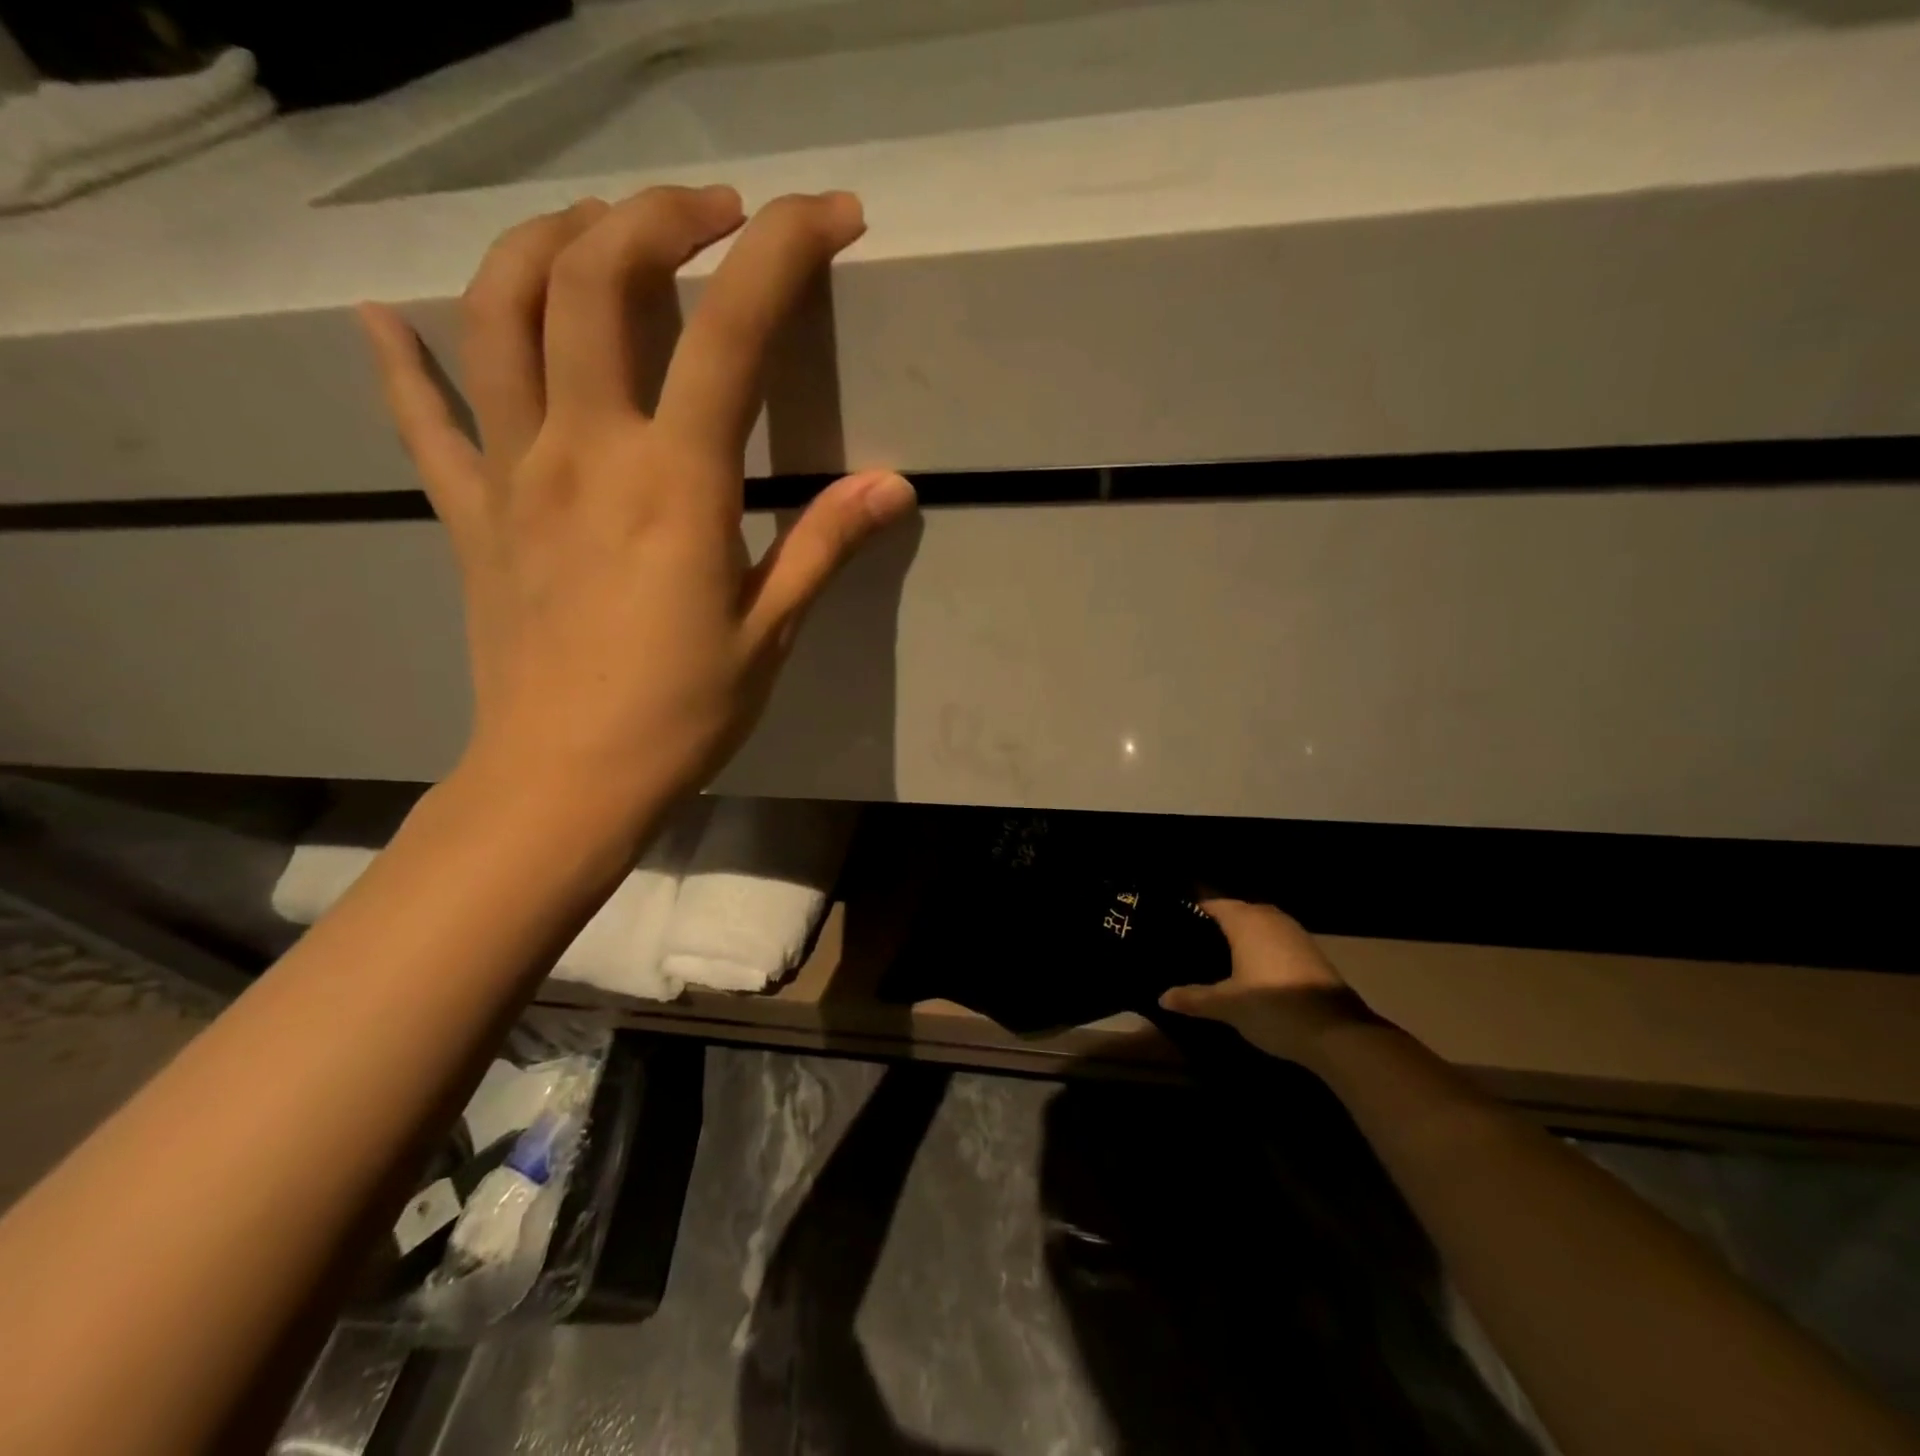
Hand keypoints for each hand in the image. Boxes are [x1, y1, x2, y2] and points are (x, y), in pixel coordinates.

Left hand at [358, 185, 915, 834]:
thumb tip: (892, 485)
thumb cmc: (681, 715)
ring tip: (597, 232)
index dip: (786, 250)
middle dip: (661, 213)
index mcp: (674, 481)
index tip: (831, 216)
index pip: (732, 327)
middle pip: (594, 275)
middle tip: (718, 214)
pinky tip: (385, 321)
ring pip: (499, 311)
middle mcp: (584, 449)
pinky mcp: (470, 514)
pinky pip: (424, 421)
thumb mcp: (769, 633)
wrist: (564, 782)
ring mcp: (513, 474)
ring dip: (546, 242)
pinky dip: (402, 361)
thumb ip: (823, 545)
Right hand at [1160, 897, 1375, 1063]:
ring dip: (1244, 937)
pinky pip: (1277, 942)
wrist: (1338, 1034)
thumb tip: (1161, 997)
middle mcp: (1270, 919)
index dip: (1195, 912)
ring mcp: (1296, 934)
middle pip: (1238, 912)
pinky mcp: (1312, 954)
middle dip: (1218, 925)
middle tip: (1195, 943)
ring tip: (1221, 958)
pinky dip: (1263, 950)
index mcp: (1246, 921)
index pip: (1214, 904)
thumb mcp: (1226, 1006)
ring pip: (1261, 927)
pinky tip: (1253, 972)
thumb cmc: (1272, 1008)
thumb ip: (1193, 998)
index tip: (1176, 925)